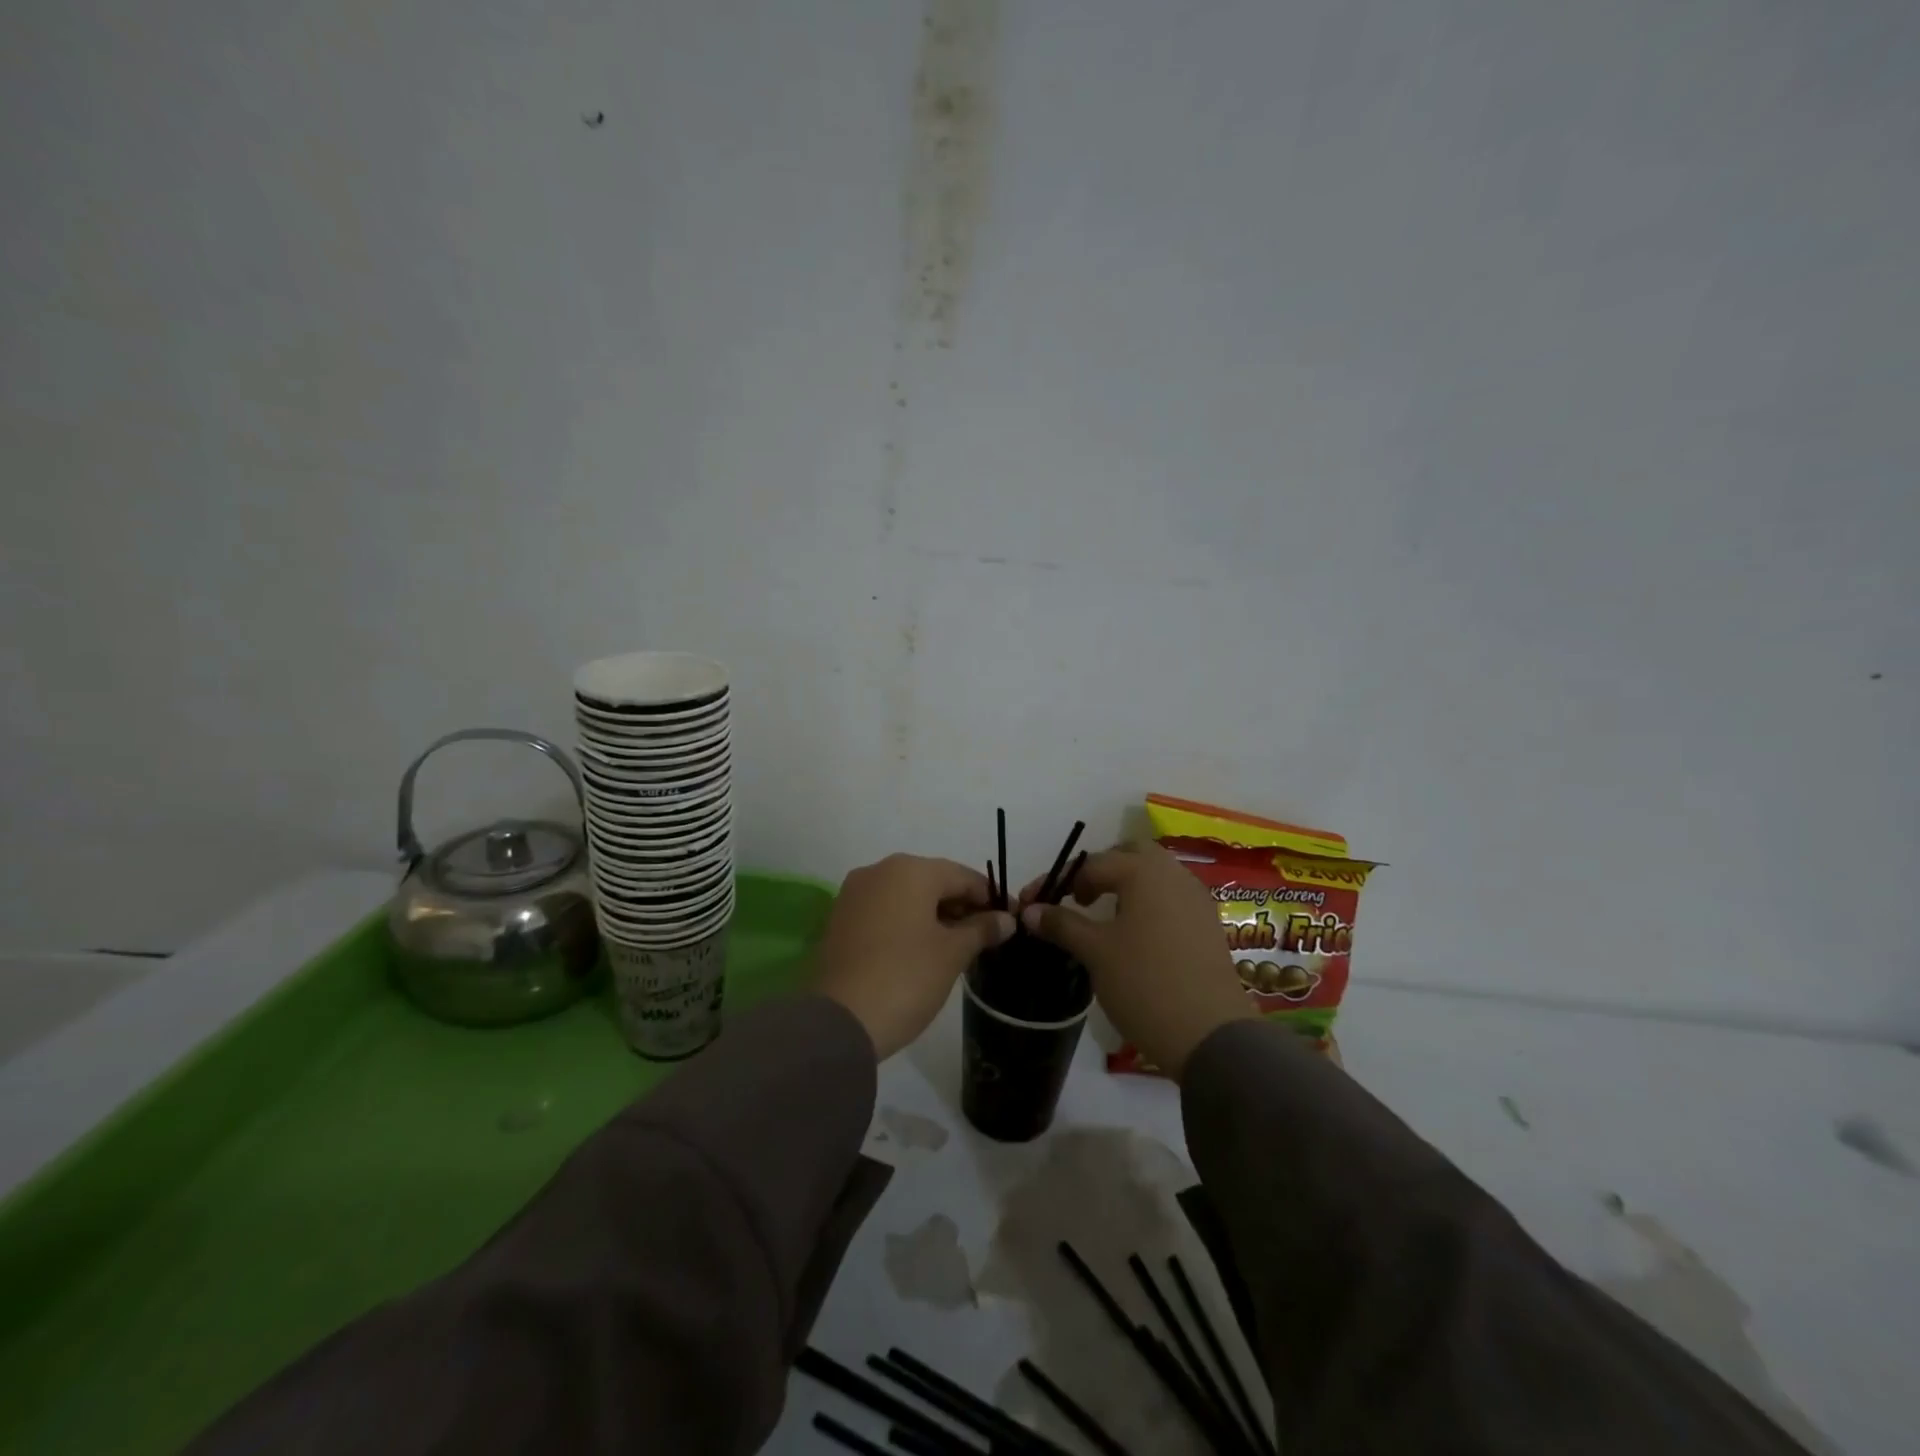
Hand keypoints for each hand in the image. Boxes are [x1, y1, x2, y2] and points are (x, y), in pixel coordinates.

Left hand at [813, 854, 1014, 1059]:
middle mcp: (879, 870)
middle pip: (933, 881)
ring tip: (958, 946)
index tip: (1011, 920)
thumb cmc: (906, 978)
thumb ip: (981, 929)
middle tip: (987, 936)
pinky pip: (884, 911)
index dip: (990, 898)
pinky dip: (907, 923)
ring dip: (934, 915)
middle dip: (961, 906)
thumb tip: (1005, 919)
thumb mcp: (952, 953)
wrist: (840, 1021)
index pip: (962, 876)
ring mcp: (854, 894)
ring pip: (907, 896)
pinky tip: (923, 950)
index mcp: (910, 870)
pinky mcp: (840, 919)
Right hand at [1019, 841, 1253, 1079]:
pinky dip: (1147, 904)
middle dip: (1100, 870)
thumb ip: (1062, 924)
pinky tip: (1134, 935)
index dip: (1060, 882)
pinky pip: (1170, 899)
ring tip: (1102, 917)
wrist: (1210, 1035)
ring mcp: (1196, 899)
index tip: (1035, 905)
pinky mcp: (1207, 925)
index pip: (1092, 863)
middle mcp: (1174, 874)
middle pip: (1130, 855)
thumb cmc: (1144, 983)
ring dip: (1125, 886)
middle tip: (1079, 898)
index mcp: (1144, 871)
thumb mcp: (1095, 952)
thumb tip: (1030, 910)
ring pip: (1154, 876)